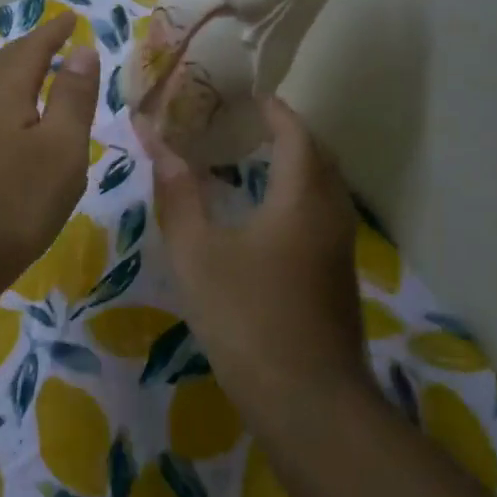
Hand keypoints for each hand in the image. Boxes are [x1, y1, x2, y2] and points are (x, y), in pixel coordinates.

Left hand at [0, 15, 101, 290]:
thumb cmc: (14, 200)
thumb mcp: (60, 148)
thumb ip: (72, 97)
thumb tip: (81, 49)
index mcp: (2, 88)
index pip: (33, 46)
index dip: (55, 32)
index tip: (71, 17)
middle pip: (5, 63)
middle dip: (32, 50)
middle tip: (57, 42)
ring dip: (16, 77)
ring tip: (39, 78)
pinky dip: (5, 106)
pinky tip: (12, 127)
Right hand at [146, 97, 366, 407]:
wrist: (306, 401)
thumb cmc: (246, 316)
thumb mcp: (198, 252)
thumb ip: (178, 195)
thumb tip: (157, 142)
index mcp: (302, 199)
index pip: (296, 134)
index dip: (273, 110)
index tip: (245, 95)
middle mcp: (330, 215)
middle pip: (317, 157)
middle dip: (286, 133)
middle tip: (243, 123)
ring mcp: (339, 250)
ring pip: (322, 189)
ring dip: (293, 165)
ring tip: (249, 159)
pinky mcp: (335, 278)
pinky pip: (319, 215)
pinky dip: (295, 196)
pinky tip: (261, 215)